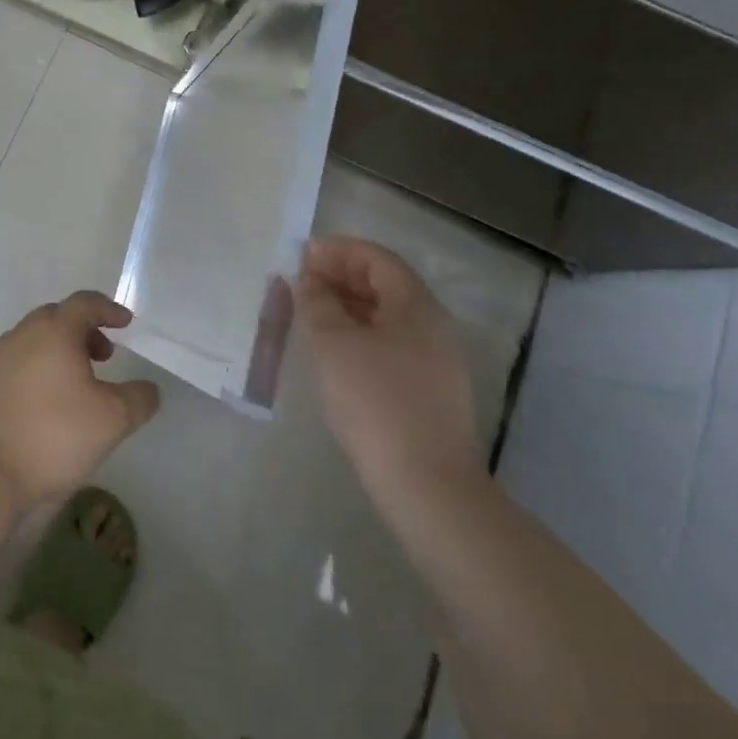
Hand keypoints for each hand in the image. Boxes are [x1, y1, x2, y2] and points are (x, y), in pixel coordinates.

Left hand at [0, 293, 160, 503]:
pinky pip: (14, 364)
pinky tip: (42, 403)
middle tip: (103, 356)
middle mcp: (22, 333)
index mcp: (55, 330)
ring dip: (57, 351)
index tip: (125, 324)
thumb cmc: (53, 434)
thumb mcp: (112, 420)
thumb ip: (139, 399)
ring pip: (33, 340)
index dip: (109, 309)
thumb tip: (148, 388)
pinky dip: (34, 370)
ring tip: (74, 383)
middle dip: (83, 330)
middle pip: (57, 317)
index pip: (85, 302)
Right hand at [296, 237, 483, 522]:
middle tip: (301, 282)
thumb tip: (309, 280)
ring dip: (348, 307)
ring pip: (387, 318)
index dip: (339, 250)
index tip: (302, 254)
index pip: (377, 259)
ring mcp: (436, 362)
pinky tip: (334, 352)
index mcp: (417, 306)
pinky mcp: (429, 393)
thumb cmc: (375, 402)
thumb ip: (316, 302)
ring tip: (310, 314)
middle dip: (341, 277)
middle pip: (385, 285)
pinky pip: (390, 345)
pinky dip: (359, 335)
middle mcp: (433, 327)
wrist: (427, 487)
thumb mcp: (332, 343)